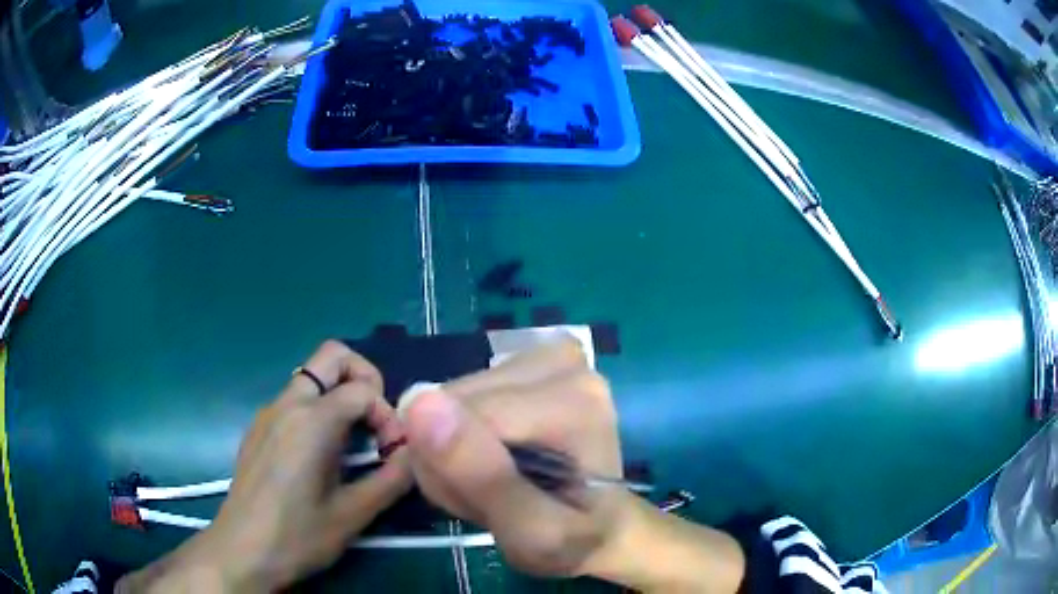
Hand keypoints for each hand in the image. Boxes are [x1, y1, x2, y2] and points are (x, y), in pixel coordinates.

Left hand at [118, 341, 412, 592]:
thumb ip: (392, 479)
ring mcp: (268, 413)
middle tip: (376, 421)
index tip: (392, 453)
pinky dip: (319, 410)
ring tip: (354, 443)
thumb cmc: (298, 536)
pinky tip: (322, 455)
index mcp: (311, 421)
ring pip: (311, 377)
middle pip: (332, 355)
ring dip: (341, 395)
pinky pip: (295, 400)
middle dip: (364, 377)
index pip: (363, 390)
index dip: (388, 415)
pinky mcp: (258, 428)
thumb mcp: (353, 515)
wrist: (242, 551)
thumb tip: (415, 456)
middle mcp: (287, 404)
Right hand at [401, 338, 632, 576]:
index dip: (453, 470)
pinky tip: (494, 458)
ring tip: (495, 483)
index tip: (481, 507)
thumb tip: (420, 404)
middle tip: (488, 498)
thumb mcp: (532, 534)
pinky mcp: (527, 363)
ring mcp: (545, 357)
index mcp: (573, 399)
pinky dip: (462, 433)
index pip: (461, 417)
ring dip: (454, 449)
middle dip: (452, 457)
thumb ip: (482, 477)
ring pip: (450, 397)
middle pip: (454, 401)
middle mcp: (562, 362)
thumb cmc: (575, 538)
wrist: (604, 526)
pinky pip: (461, 395)